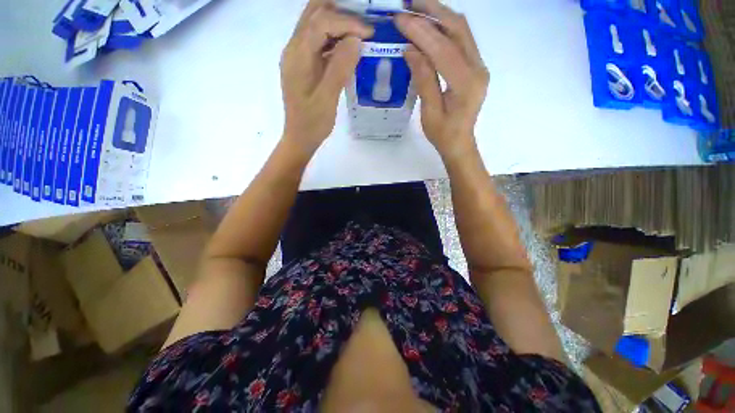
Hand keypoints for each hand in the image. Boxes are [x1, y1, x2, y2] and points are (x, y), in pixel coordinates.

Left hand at [281, 0, 373, 152]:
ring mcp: (297, 55)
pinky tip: (348, 47)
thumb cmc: (313, 122)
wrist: (300, 137)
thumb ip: (339, 68)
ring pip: (315, 24)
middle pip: (314, 13)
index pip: (321, 22)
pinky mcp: (303, 64)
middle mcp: (294, 49)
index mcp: (298, 56)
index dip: (347, 22)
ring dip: (337, 22)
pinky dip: (334, 37)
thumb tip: (356, 39)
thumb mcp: (327, 98)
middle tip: (363, 24)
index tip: (369, 34)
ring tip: (359, 32)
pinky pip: (318, 40)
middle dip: (341, 12)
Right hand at [395, 0, 488, 158]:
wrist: (460, 143)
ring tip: (417, 8)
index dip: (421, 31)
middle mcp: (478, 68)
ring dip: (440, 15)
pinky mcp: (474, 67)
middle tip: (409, 2)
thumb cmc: (443, 135)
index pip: (443, 48)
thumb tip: (410, 50)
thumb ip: (424, 80)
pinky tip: (430, 26)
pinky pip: (461, 40)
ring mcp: (479, 65)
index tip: (400, 19)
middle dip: (433, 11)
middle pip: (458, 28)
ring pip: (461, 30)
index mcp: (466, 84)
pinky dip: (444, 28)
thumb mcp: (430, 113)